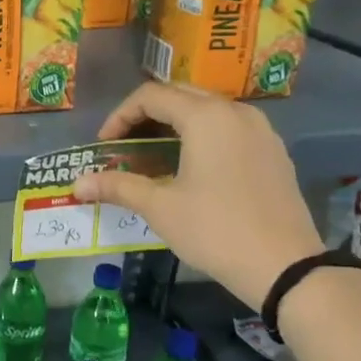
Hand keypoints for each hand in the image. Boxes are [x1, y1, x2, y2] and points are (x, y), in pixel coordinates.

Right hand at [71, 82, 322, 307]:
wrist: (284, 265)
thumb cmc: (214, 230)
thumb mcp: (160, 208)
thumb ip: (118, 187)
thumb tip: (76, 184)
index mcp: (206, 117)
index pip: (152, 96)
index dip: (120, 116)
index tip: (104, 145)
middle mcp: (235, 112)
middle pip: (181, 95)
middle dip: (146, 115)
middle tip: (125, 144)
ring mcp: (260, 130)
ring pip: (208, 110)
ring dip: (175, 124)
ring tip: (154, 155)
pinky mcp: (273, 151)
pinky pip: (230, 128)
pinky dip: (202, 136)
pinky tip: (191, 167)